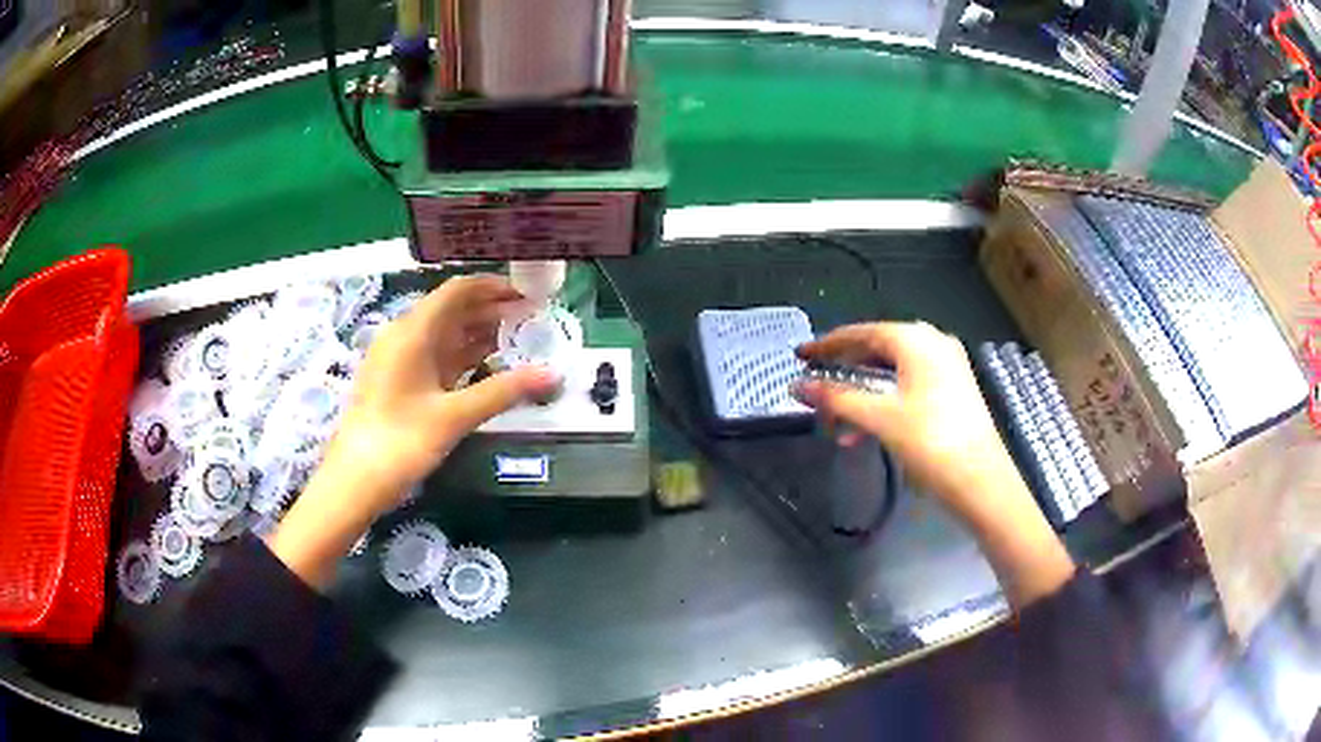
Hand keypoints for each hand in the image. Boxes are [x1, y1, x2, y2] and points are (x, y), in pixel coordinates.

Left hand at [328, 274, 558, 502]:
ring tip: (517, 338)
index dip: (493, 288)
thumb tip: (552, 374)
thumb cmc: (401, 442)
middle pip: (451, 310)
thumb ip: (503, 391)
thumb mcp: (455, 416)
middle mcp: (404, 337)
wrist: (355, 480)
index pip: (457, 292)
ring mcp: (399, 360)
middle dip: (490, 310)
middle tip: (530, 319)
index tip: (527, 297)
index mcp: (412, 333)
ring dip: (478, 333)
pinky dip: (463, 355)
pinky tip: (487, 364)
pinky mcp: (399, 381)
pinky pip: (436, 356)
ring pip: (444, 334)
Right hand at [795, 321, 1012, 516]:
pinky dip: (884, 404)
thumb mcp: (880, 418)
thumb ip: (837, 398)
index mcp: (916, 340)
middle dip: (844, 374)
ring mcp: (947, 367)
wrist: (981, 480)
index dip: (828, 344)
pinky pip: (908, 387)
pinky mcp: (953, 390)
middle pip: (877, 351)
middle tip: (817, 389)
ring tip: (838, 424)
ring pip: (892, 373)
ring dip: (862, 396)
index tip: (801, 355)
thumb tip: (798, 386)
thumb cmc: (931, 442)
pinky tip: (866, 432)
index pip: (862, 333)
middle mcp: (933, 344)